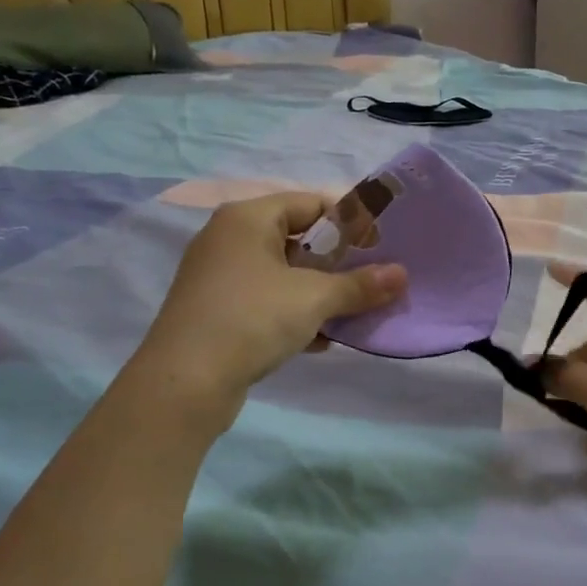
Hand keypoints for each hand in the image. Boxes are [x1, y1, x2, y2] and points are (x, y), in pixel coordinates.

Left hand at [138, 193, 405, 429]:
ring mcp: (220, 277)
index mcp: (247, 218)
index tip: (381, 244)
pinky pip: (267, 302)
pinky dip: (295, 314)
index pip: (310, 203)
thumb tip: (402, 275)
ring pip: (284, 275)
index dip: (349, 221)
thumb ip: (359, 285)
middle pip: (297, 239)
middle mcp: (229, 239)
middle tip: (373, 280)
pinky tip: (321, 340)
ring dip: (320, 293)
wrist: (184, 382)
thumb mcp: (314, 298)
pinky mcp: (218, 311)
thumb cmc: (252, 319)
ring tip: (353, 312)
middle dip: (338, 263)